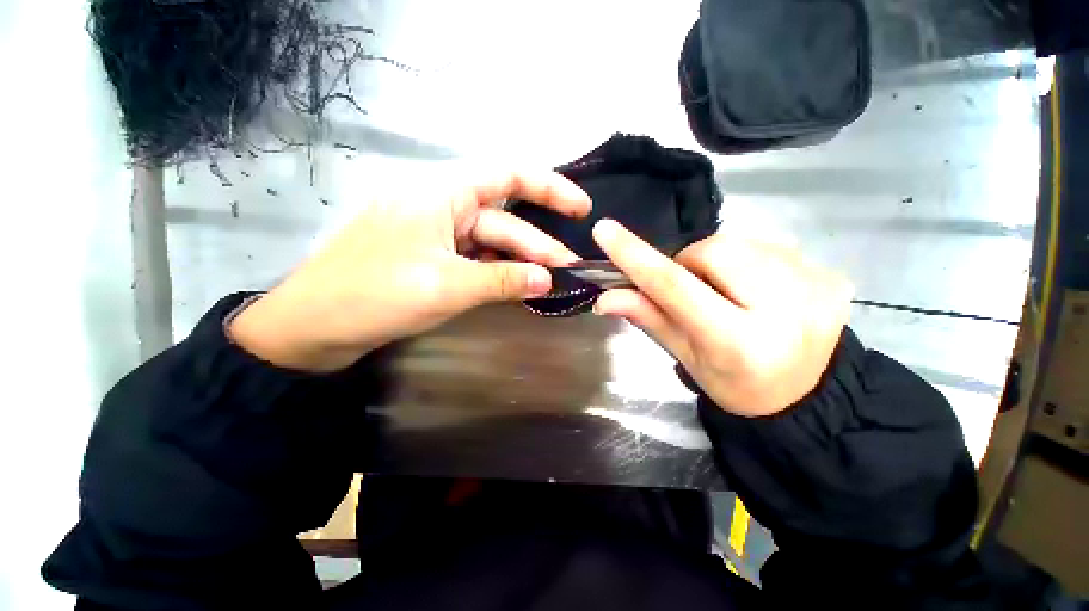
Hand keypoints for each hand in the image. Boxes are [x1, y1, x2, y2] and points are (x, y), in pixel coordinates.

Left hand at [230, 170, 590, 371]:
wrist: (313, 327)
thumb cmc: (374, 295)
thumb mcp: (447, 286)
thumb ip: (502, 281)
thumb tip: (548, 281)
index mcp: (441, 193)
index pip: (507, 176)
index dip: (548, 188)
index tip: (580, 208)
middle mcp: (442, 207)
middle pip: (503, 220)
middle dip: (537, 244)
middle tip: (568, 269)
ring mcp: (437, 236)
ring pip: (490, 244)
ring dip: (519, 262)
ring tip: (549, 282)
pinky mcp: (433, 260)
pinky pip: (476, 261)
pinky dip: (498, 273)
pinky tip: (517, 288)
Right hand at [591, 220, 852, 416]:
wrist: (809, 396)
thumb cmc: (735, 384)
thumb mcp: (684, 357)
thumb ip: (647, 318)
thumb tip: (605, 297)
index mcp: (737, 342)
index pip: (674, 287)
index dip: (635, 256)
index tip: (605, 230)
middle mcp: (783, 310)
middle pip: (712, 250)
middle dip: (690, 263)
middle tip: (693, 290)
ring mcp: (815, 286)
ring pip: (739, 242)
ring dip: (718, 262)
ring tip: (728, 292)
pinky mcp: (830, 273)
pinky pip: (768, 246)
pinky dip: (748, 262)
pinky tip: (757, 290)